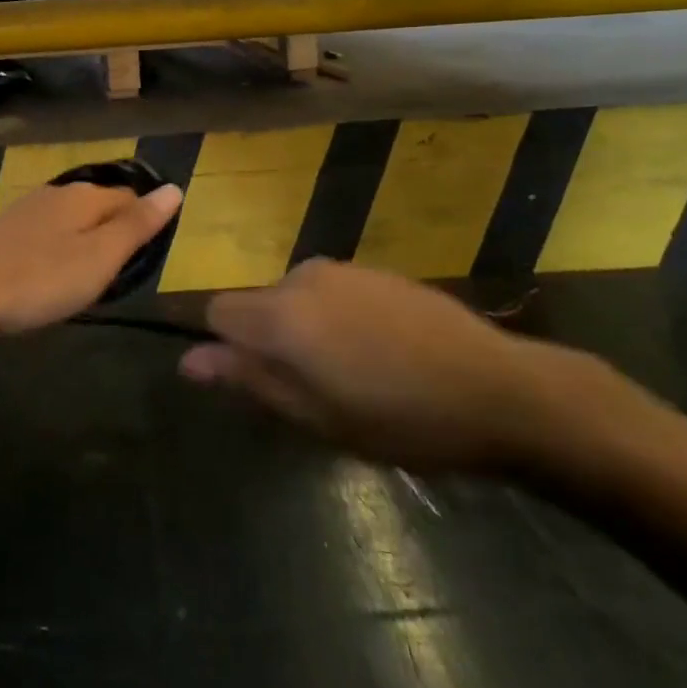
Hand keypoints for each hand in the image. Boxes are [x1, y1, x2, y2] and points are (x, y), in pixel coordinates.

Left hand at [0, 180, 182, 337]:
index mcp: (84, 196)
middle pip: (100, 205)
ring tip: (88, 279)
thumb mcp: (100, 257)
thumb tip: (174, 189)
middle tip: (119, 274)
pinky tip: (50, 275)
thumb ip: (137, 225)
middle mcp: (56, 194)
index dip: (144, 222)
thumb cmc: (39, 278)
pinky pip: (46, 234)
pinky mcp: (3, 233)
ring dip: (85, 242)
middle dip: (114, 232)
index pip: (130, 196)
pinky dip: (57, 251)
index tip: (146, 259)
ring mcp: (25, 211)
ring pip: (71, 220)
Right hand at [181, 259, 586, 473]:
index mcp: (281, 313)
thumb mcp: (315, 415)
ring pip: (297, 298)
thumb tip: (188, 360)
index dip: (226, 346)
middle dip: (270, 341)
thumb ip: (248, 379)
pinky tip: (382, 354)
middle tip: (313, 392)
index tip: (257, 382)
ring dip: (306, 331)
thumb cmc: (399, 418)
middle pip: (259, 304)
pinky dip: (337, 319)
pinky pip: (332, 292)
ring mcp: (344, 269)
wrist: (498, 389)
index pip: (218, 311)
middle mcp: (303, 277)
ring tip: (353, 377)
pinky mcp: (377, 271)